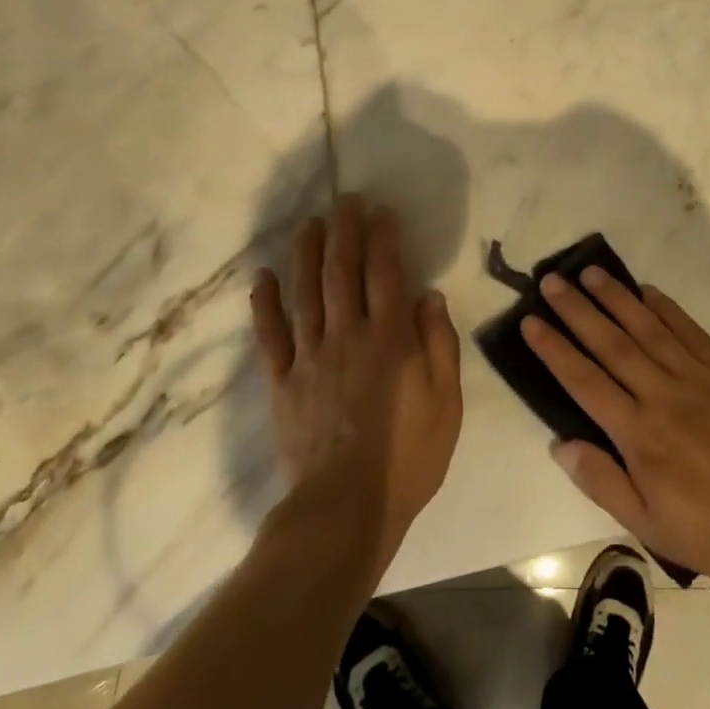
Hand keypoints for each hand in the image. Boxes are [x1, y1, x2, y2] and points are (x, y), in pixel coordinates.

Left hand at [250, 196, 461, 574]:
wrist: (345, 509)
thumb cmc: (408, 457)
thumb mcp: (446, 402)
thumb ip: (439, 343)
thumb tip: (429, 295)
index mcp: (389, 339)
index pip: (385, 273)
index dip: (383, 238)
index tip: (382, 211)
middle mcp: (347, 336)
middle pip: (342, 271)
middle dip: (344, 231)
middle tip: (344, 200)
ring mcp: (309, 357)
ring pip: (305, 292)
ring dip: (306, 253)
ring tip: (308, 223)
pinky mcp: (282, 382)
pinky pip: (270, 336)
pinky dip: (265, 304)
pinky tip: (264, 277)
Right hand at [521, 269, 709, 579]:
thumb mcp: (648, 523)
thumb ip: (602, 481)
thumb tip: (560, 443)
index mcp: (637, 432)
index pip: (584, 381)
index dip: (554, 349)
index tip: (530, 321)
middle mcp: (660, 393)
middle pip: (610, 344)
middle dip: (577, 310)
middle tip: (551, 281)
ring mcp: (696, 376)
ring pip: (647, 328)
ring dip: (616, 298)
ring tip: (591, 272)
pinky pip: (690, 330)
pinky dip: (666, 308)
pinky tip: (647, 291)